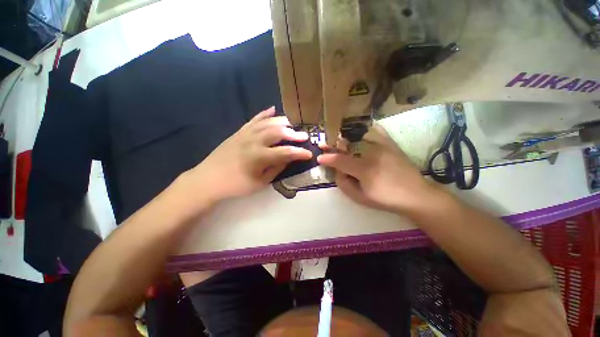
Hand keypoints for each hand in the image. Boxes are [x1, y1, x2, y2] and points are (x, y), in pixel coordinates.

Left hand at [189, 107, 311, 202]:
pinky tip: (273, 109)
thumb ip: (276, 169)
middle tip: (304, 136)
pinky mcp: (239, 131)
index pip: (285, 152)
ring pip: (268, 123)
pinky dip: (264, 114)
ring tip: (292, 125)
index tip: (309, 154)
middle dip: (294, 134)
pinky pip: (254, 119)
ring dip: (282, 122)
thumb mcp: (260, 182)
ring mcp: (245, 134)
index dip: (299, 153)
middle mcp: (254, 141)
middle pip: (278, 132)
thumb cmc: (236, 185)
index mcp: (259, 157)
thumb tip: (289, 159)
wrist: (209, 179)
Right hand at [317, 124, 438, 213]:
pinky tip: (357, 131)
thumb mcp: (360, 198)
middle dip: (332, 144)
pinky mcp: (390, 143)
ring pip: (358, 134)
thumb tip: (336, 171)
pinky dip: (363, 129)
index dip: (327, 158)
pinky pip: (374, 130)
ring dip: (344, 136)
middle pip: (347, 144)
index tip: (319, 158)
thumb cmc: (386, 199)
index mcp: (365, 170)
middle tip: (324, 144)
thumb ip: (344, 184)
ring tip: (337, 138)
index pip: (339, 161)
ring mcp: (383, 145)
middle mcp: (373, 153)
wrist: (416, 195)